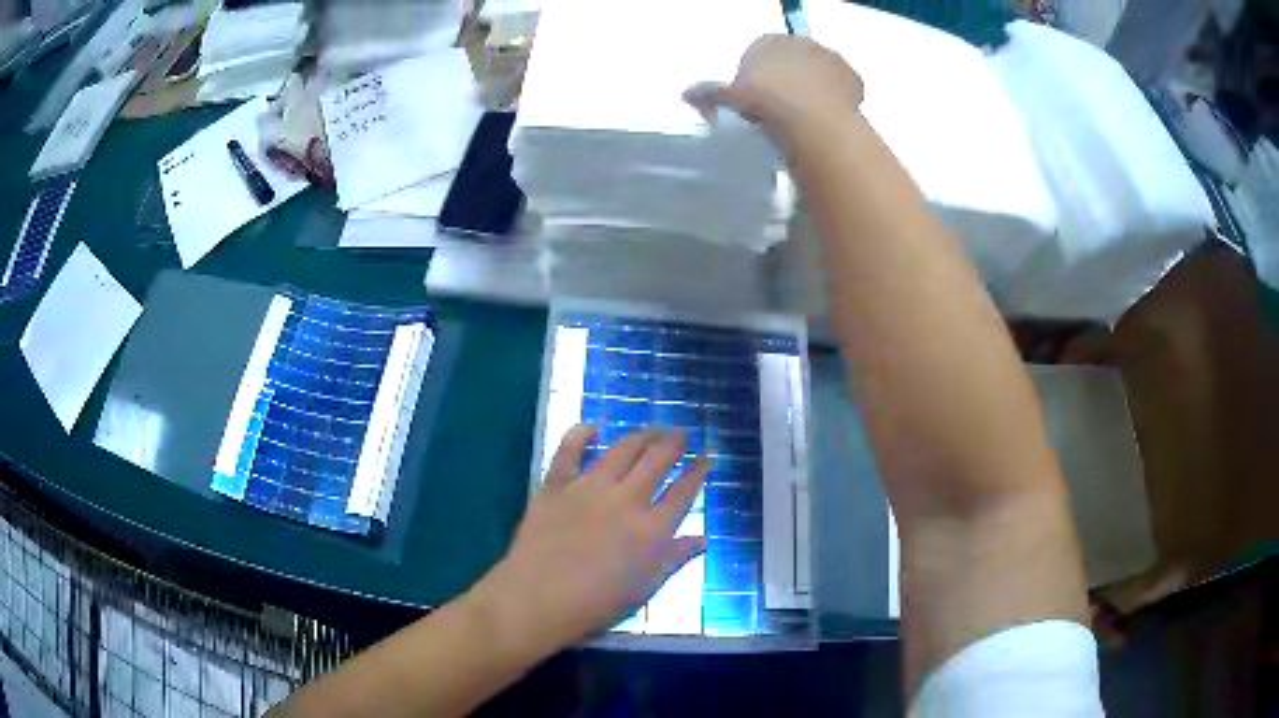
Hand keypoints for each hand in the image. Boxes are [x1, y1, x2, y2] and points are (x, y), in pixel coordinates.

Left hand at [473, 426, 709, 652]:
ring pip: (622, 450)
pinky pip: (569, 450)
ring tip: (653, 428)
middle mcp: (626, 499)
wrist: (537, 599)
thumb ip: (673, 558)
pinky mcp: (556, 485)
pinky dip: (581, 434)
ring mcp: (589, 488)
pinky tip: (593, 428)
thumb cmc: (595, 604)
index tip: (708, 457)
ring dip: (642, 435)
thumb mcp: (644, 588)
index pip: (684, 492)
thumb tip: (702, 539)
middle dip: (675, 443)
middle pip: (657, 461)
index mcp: (652, 528)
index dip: (699, 471)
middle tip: (682, 433)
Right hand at [684, 34, 863, 148]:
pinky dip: (836, 101)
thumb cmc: (763, 103)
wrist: (810, 120)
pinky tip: (829, 119)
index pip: (759, 55)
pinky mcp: (853, 78)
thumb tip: (685, 94)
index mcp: (768, 41)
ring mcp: (831, 58)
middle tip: (781, 114)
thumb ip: (708, 93)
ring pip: (819, 74)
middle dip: (788, 82)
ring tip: (807, 121)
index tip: (756, 104)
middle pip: (792, 62)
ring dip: (814, 90)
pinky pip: (843, 88)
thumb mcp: (728, 99)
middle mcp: (800, 42)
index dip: (757, 79)